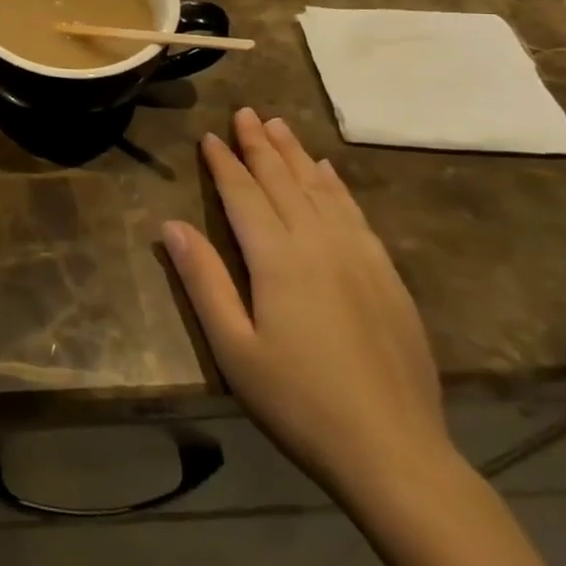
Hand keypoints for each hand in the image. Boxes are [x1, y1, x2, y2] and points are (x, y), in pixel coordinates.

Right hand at [162, 110, 452, 507]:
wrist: (395, 453)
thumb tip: (170, 225)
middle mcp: (318, 243)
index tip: (209, 135)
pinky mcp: (386, 275)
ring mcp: (358, 256)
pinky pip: (354, 213)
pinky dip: (336, 186)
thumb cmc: (299, 403)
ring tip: (279, 125)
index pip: (244, 194)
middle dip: (260, 144)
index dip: (224, 163)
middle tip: (245, 112)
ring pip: (320, 189)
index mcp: (277, 259)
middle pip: (283, 181)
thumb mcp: (234, 349)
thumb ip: (203, 281)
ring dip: (295, 154)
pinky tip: (328, 172)